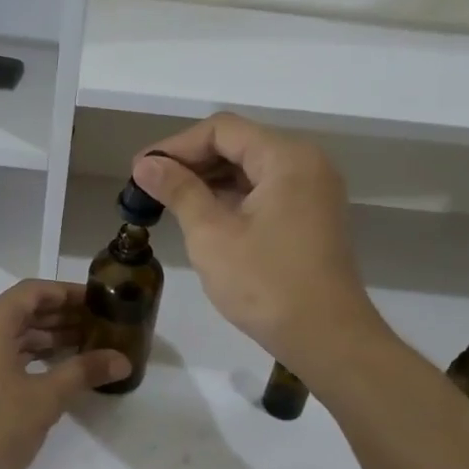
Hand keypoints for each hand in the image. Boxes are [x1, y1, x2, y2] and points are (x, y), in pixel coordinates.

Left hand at [0, 280, 130, 468]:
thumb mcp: (45, 398)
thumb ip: (84, 371)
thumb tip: (123, 360)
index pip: (34, 291)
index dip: (69, 293)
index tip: (100, 300)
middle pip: (21, 310)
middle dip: (60, 317)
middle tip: (100, 326)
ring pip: (8, 333)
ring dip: (44, 338)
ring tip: (84, 346)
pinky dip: (24, 355)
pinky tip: (52, 367)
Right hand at [132, 115, 389, 376]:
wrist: (327, 339)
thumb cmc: (266, 285)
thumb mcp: (212, 235)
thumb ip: (179, 191)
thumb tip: (145, 163)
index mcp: (287, 158)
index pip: (222, 130)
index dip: (176, 145)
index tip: (142, 171)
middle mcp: (306, 163)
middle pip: (238, 144)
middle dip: (191, 162)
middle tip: (149, 188)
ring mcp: (312, 190)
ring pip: (250, 168)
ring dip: (208, 180)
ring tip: (168, 202)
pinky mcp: (310, 216)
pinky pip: (264, 191)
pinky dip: (231, 198)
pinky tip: (201, 217)